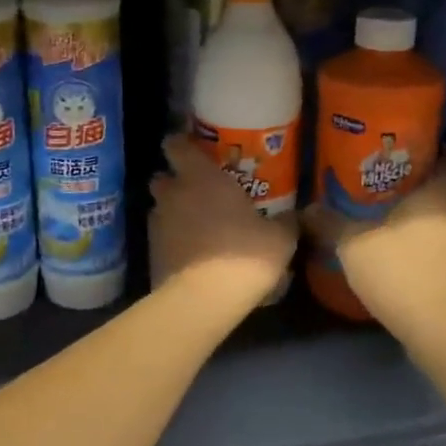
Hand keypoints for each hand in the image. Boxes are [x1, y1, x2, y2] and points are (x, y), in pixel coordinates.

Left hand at [149, 135, 296, 306]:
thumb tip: (295, 215)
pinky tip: (192, 254)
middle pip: (163, 177)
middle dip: (175, 182)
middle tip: (199, 192)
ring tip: (197, 227)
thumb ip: (285, 222)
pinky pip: (161, 237)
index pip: (176, 145)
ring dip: (173, 213)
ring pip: (160, 208)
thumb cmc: (244, 255)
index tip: (194, 150)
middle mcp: (173, 194)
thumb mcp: (279, 238)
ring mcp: (157, 224)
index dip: (181, 144)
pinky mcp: (151, 253)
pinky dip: (172, 240)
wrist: (203, 300)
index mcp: (201, 177)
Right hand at [303, 162, 445, 343]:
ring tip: (388, 227)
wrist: (440, 331)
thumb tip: (307, 208)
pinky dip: (426, 251)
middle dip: (417, 193)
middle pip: (443, 194)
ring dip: (421, 225)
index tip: (408, 156)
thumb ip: (331, 223)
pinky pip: (444, 252)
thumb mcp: (353, 244)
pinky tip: (401, 260)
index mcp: (440, 197)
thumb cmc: (399, 272)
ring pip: (443, 225)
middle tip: (384, 192)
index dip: (433, 155)